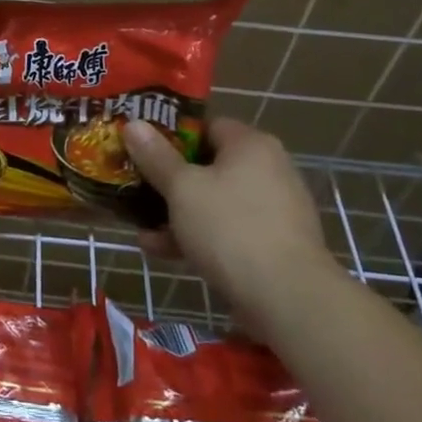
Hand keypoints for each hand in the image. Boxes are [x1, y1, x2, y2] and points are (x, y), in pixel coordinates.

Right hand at [122, 117, 339, 330]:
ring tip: (140, 227)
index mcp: (251, 145)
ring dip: (177, 213)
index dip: (171, 135)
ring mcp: (274, 210)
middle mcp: (268, 170)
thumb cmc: (230, 227)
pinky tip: (161, 251)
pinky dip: (197, 236)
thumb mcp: (182, 188)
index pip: (207, 126)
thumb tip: (133, 123)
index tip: (142, 149)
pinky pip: (227, 230)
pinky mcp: (273, 245)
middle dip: (169, 181)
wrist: (288, 298)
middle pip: (208, 166)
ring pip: (214, 202)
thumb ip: (156, 156)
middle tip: (135, 188)